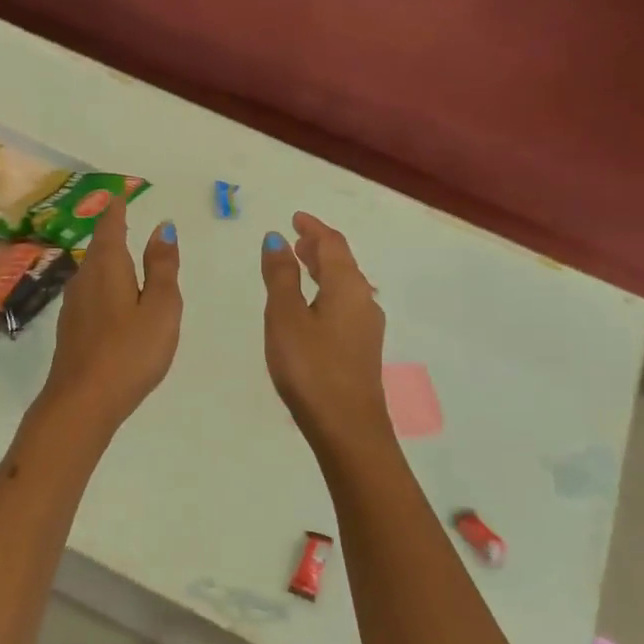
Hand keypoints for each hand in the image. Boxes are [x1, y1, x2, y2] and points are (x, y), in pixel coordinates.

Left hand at [38, 194, 181, 431]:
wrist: (82, 401)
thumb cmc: (130, 352)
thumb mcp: (160, 308)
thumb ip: (163, 268)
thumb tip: (163, 228)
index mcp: (108, 267)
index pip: (111, 227)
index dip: (117, 209)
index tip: (121, 195)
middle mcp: (84, 279)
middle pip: (98, 248)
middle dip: (112, 233)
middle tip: (125, 220)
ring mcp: (73, 305)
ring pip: (92, 272)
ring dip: (107, 260)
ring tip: (124, 257)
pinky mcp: (71, 329)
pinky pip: (90, 294)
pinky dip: (104, 285)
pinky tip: (113, 300)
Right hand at [260, 212, 392, 452]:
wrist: (347, 425)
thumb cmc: (311, 367)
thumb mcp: (286, 316)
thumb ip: (281, 276)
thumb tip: (276, 239)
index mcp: (347, 286)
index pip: (332, 244)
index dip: (313, 228)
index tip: (295, 218)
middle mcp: (363, 300)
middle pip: (343, 263)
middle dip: (319, 247)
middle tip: (296, 239)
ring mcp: (367, 326)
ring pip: (345, 285)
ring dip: (324, 270)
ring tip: (301, 266)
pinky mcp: (362, 348)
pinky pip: (345, 305)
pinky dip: (327, 292)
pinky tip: (313, 307)